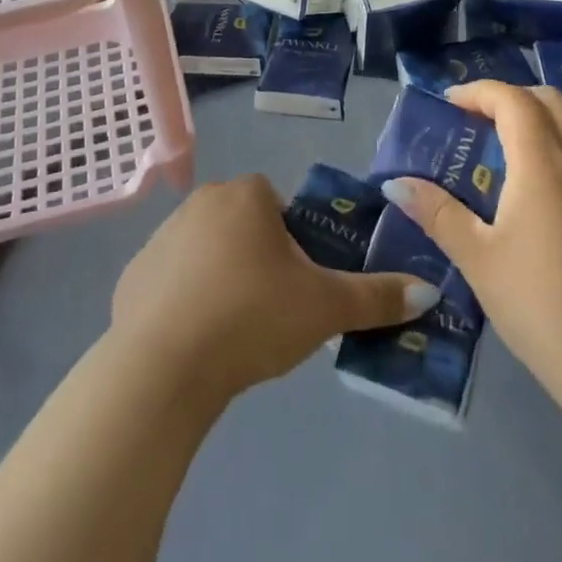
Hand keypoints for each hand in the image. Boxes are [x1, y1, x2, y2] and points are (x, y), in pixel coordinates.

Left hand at [110, 175, 440, 406]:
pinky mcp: (132, 275)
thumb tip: (428, 291)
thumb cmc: (252, 317)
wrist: (164, 365)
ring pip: (206, 252)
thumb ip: (375, 297)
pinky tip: (194, 342)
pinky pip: (171, 281)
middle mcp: (200, 202)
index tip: (297, 284)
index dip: (293, 242)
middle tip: (272, 311)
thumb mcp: (323, 308)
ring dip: (221, 279)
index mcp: (244, 196)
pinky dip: (184, 303)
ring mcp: (160, 236)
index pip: (277, 205)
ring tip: (233, 333)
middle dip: (258, 260)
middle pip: (242, 225)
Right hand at [381, 82, 561, 410]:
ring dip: (557, 109)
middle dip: (511, 98)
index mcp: (542, 165)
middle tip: (481, 124)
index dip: (479, 92)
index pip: (513, 100)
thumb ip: (437, 213)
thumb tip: (397, 183)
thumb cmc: (540, 306)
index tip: (451, 107)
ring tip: (531, 134)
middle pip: (550, 99)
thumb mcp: (477, 260)